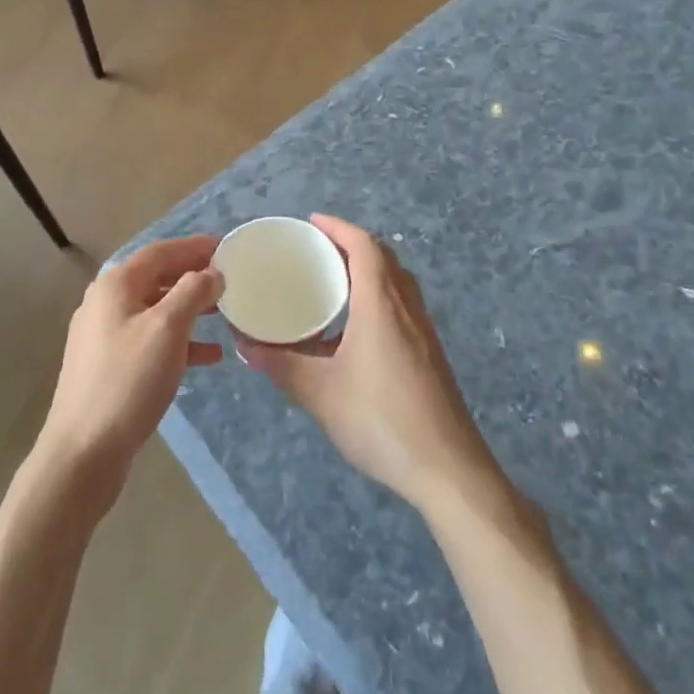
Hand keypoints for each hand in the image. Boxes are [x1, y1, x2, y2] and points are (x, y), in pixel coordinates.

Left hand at [32, 236, 224, 515]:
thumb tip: (212, 272)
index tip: (226, 247)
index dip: (193, 247)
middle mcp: (106, 302)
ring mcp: (105, 335)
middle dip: (193, 277)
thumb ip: (192, 293)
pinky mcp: (110, 366)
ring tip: (225, 315)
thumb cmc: (128, 381)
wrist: (83, 451)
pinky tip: (208, 357)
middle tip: (230, 279)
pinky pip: (151, 340)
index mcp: (116, 285)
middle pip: (157, 278)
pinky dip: (179, 342)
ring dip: (189, 310)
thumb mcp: (166, 330)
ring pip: (156, 310)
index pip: (160, 252)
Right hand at [236, 215, 497, 514]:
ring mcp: (423, 332)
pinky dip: (379, 295)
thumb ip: (281, 366)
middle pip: (384, 258)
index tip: (312, 222)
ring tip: (334, 280)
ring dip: (368, 269)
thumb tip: (245, 346)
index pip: (364, 247)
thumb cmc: (381, 421)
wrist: (449, 471)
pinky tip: (357, 327)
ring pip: (397, 282)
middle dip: (352, 244)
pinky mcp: (430, 355)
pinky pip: (402, 305)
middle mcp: (406, 309)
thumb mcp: (320, 393)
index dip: (339, 227)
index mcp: (381, 306)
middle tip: (318, 248)